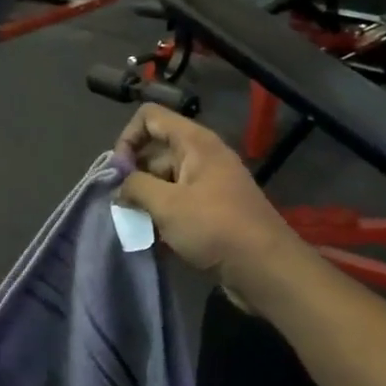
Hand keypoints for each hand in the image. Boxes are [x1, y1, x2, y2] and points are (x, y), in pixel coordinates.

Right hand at [115, 105, 295, 288]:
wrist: (265, 268)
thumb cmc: (215, 228)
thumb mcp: (167, 205)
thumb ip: (135, 187)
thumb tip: (120, 186)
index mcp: (194, 142)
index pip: (150, 117)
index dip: (128, 138)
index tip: (119, 172)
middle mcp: (202, 155)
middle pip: (155, 150)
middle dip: (133, 174)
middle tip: (122, 205)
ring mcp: (208, 183)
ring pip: (164, 179)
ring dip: (146, 199)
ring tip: (136, 225)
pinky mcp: (212, 209)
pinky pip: (178, 202)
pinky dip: (162, 215)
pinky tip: (152, 238)